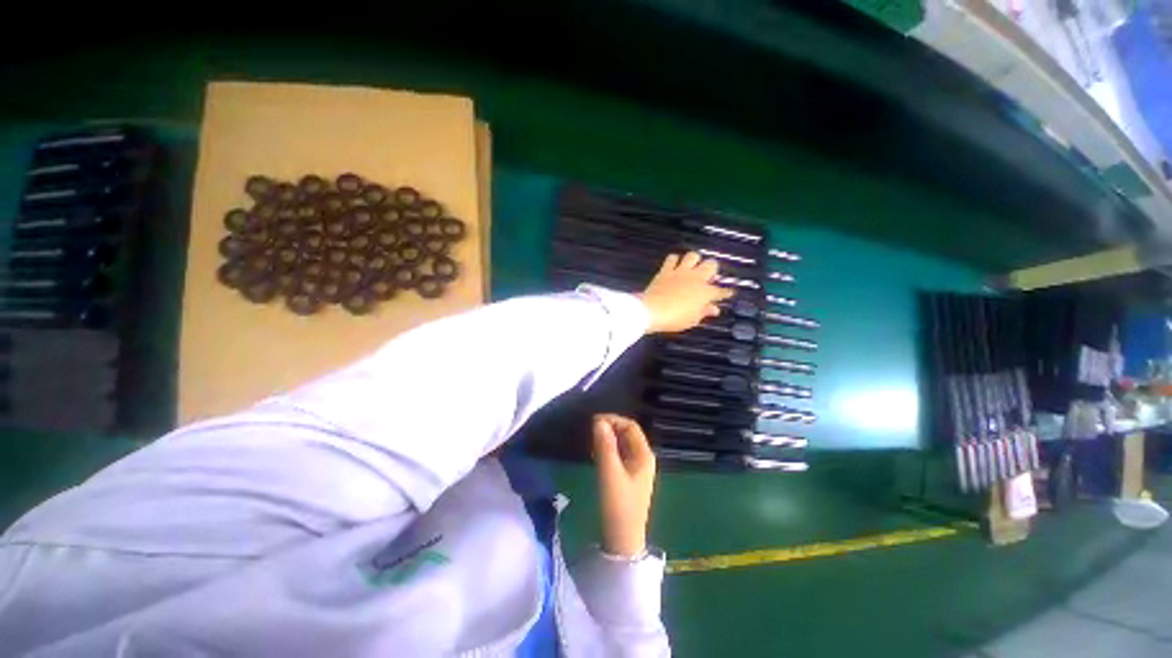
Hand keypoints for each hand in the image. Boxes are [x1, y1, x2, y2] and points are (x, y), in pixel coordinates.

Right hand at [592, 414, 656, 557]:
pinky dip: (608, 449)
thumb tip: (598, 421)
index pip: (631, 426)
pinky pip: (618, 455)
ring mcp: (636, 469)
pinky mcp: (628, 478)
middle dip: (610, 428)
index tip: (594, 421)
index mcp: (644, 455)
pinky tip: (596, 453)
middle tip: (590, 430)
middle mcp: (643, 458)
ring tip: (591, 441)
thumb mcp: (610, 473)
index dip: (613, 420)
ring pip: (622, 444)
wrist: (622, 541)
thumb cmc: (618, 505)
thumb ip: (604, 445)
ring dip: (608, 438)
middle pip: (627, 434)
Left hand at [638, 252, 733, 333]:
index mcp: (705, 292)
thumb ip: (704, 312)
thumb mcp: (693, 320)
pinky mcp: (666, 270)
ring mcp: (680, 272)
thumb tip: (714, 308)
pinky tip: (674, 265)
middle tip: (708, 277)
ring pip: (693, 255)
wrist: (652, 311)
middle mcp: (696, 278)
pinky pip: (672, 257)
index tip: (729, 292)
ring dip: (694, 261)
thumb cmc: (675, 319)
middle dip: (712, 269)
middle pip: (711, 265)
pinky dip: (674, 260)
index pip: (720, 291)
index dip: (726, 292)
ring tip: (692, 268)